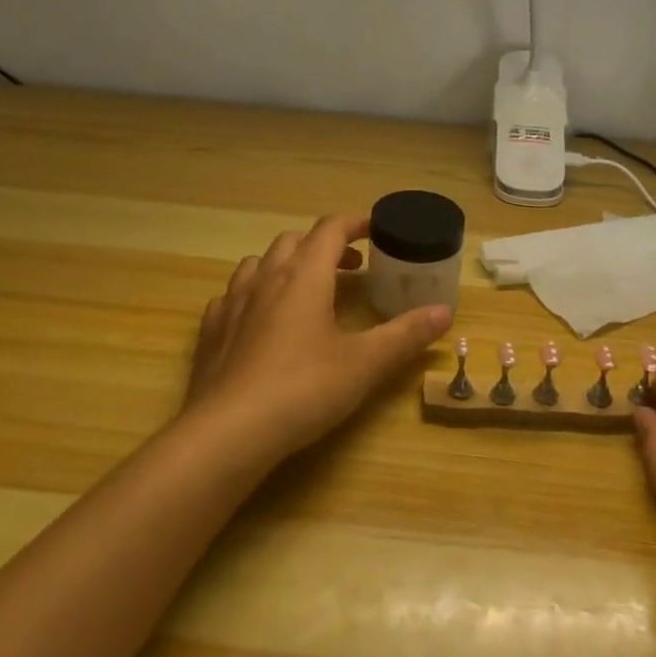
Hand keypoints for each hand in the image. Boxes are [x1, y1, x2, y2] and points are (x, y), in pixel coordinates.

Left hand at [183, 214, 453, 462]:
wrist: (227, 433)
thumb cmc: (303, 390)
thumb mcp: (364, 364)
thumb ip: (405, 335)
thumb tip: (445, 312)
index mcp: (305, 275)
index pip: (330, 228)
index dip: (355, 223)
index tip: (375, 231)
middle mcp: (266, 277)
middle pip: (294, 240)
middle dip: (323, 245)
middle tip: (348, 268)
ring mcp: (232, 302)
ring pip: (258, 263)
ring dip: (284, 265)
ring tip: (303, 289)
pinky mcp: (210, 331)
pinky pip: (231, 296)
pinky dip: (251, 296)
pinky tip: (258, 320)